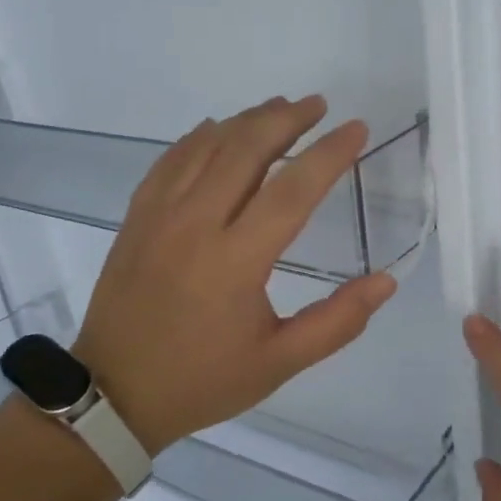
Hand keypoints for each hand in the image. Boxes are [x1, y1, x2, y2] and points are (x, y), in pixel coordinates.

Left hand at [73, 96, 397, 456]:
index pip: (292, 191)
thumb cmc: (202, 380)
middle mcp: (195, 226)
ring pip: (206, 147)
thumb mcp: (279, 363)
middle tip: (318, 105)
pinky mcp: (136, 219)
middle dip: (287, 119)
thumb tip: (386, 281)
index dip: (329, 155)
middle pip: (245, 150)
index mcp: (236, 262)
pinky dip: (198, 138)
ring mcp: (159, 217)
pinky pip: (170, 161)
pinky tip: (217, 130)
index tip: (357, 129)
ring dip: (246, 120)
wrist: (114, 394)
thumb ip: (337, 322)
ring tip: (279, 108)